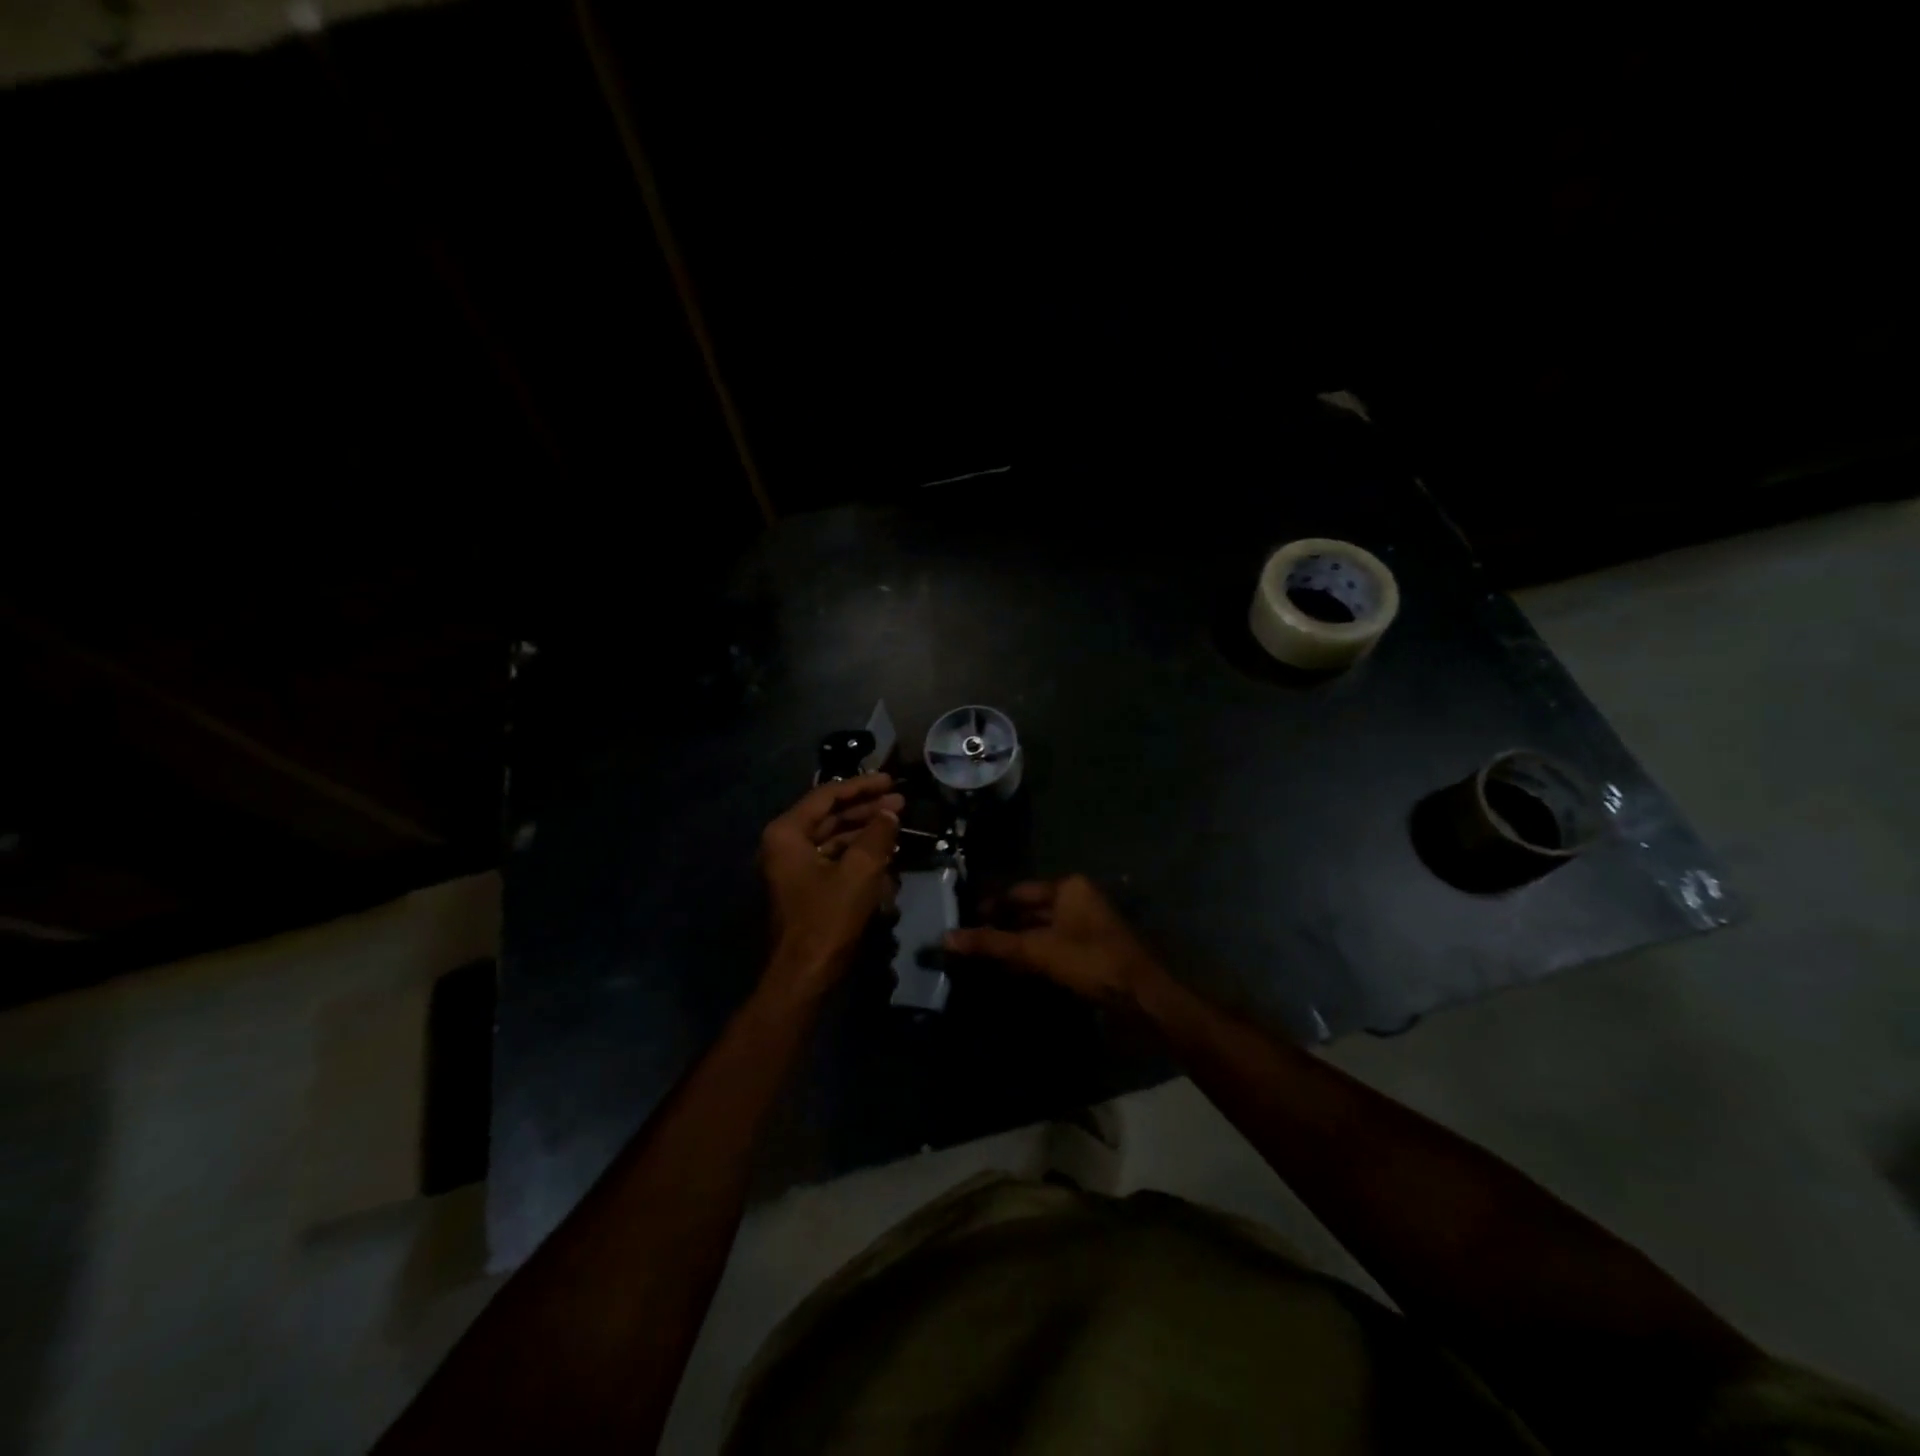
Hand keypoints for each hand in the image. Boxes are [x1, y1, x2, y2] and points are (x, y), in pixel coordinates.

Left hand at [758, 773, 903, 999]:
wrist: (804, 976)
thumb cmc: (828, 918)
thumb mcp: (860, 871)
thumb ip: (877, 834)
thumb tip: (890, 812)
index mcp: (787, 833)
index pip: (827, 795)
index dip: (861, 785)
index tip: (891, 781)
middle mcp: (785, 845)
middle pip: (830, 816)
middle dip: (866, 809)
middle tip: (901, 802)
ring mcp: (794, 869)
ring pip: (834, 839)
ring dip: (866, 832)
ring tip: (898, 825)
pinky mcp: (807, 889)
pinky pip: (835, 861)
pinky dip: (859, 856)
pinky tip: (886, 856)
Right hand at [945, 874, 1166, 1009]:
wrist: (1141, 997)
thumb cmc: (1089, 961)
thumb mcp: (1036, 950)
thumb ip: (992, 943)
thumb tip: (947, 938)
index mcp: (1068, 887)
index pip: (1017, 892)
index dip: (990, 908)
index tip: (964, 924)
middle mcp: (1077, 899)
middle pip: (1029, 911)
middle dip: (1002, 928)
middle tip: (970, 945)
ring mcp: (1086, 926)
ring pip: (1041, 931)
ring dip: (1016, 945)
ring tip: (984, 961)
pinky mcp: (1091, 951)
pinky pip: (1053, 948)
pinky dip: (1034, 957)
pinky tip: (1013, 972)